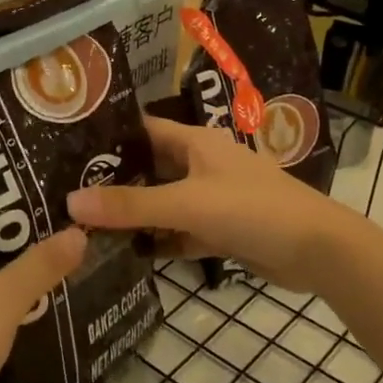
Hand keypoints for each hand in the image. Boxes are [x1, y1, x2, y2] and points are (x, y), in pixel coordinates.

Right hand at [66, 116, 350, 294]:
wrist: (318, 252)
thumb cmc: (252, 210)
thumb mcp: (187, 203)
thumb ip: (131, 205)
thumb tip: (71, 202)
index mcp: (196, 143)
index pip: (143, 130)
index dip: (109, 136)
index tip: (67, 147)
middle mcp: (201, 165)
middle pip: (150, 168)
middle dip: (114, 181)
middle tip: (65, 192)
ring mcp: (212, 200)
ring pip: (163, 203)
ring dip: (134, 214)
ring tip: (84, 224)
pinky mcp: (220, 232)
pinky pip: (179, 232)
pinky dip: (158, 241)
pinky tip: (125, 253)